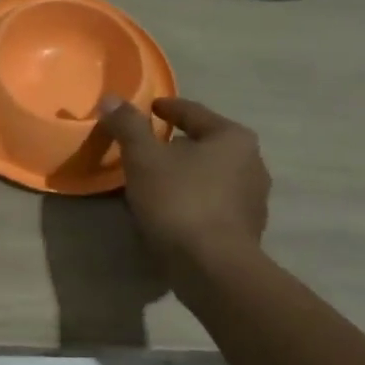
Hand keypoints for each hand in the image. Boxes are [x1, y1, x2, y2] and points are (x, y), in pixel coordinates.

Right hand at [98, 94, 270, 274]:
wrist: (212, 267)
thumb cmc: (179, 201)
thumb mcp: (144, 158)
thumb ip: (128, 125)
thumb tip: (111, 98)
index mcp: (233, 138)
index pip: (194, 113)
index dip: (168, 108)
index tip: (149, 108)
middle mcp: (253, 163)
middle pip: (206, 144)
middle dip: (178, 145)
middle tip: (149, 147)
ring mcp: (254, 200)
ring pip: (211, 176)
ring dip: (186, 175)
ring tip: (157, 181)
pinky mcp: (246, 230)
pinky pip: (213, 204)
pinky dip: (193, 200)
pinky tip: (172, 211)